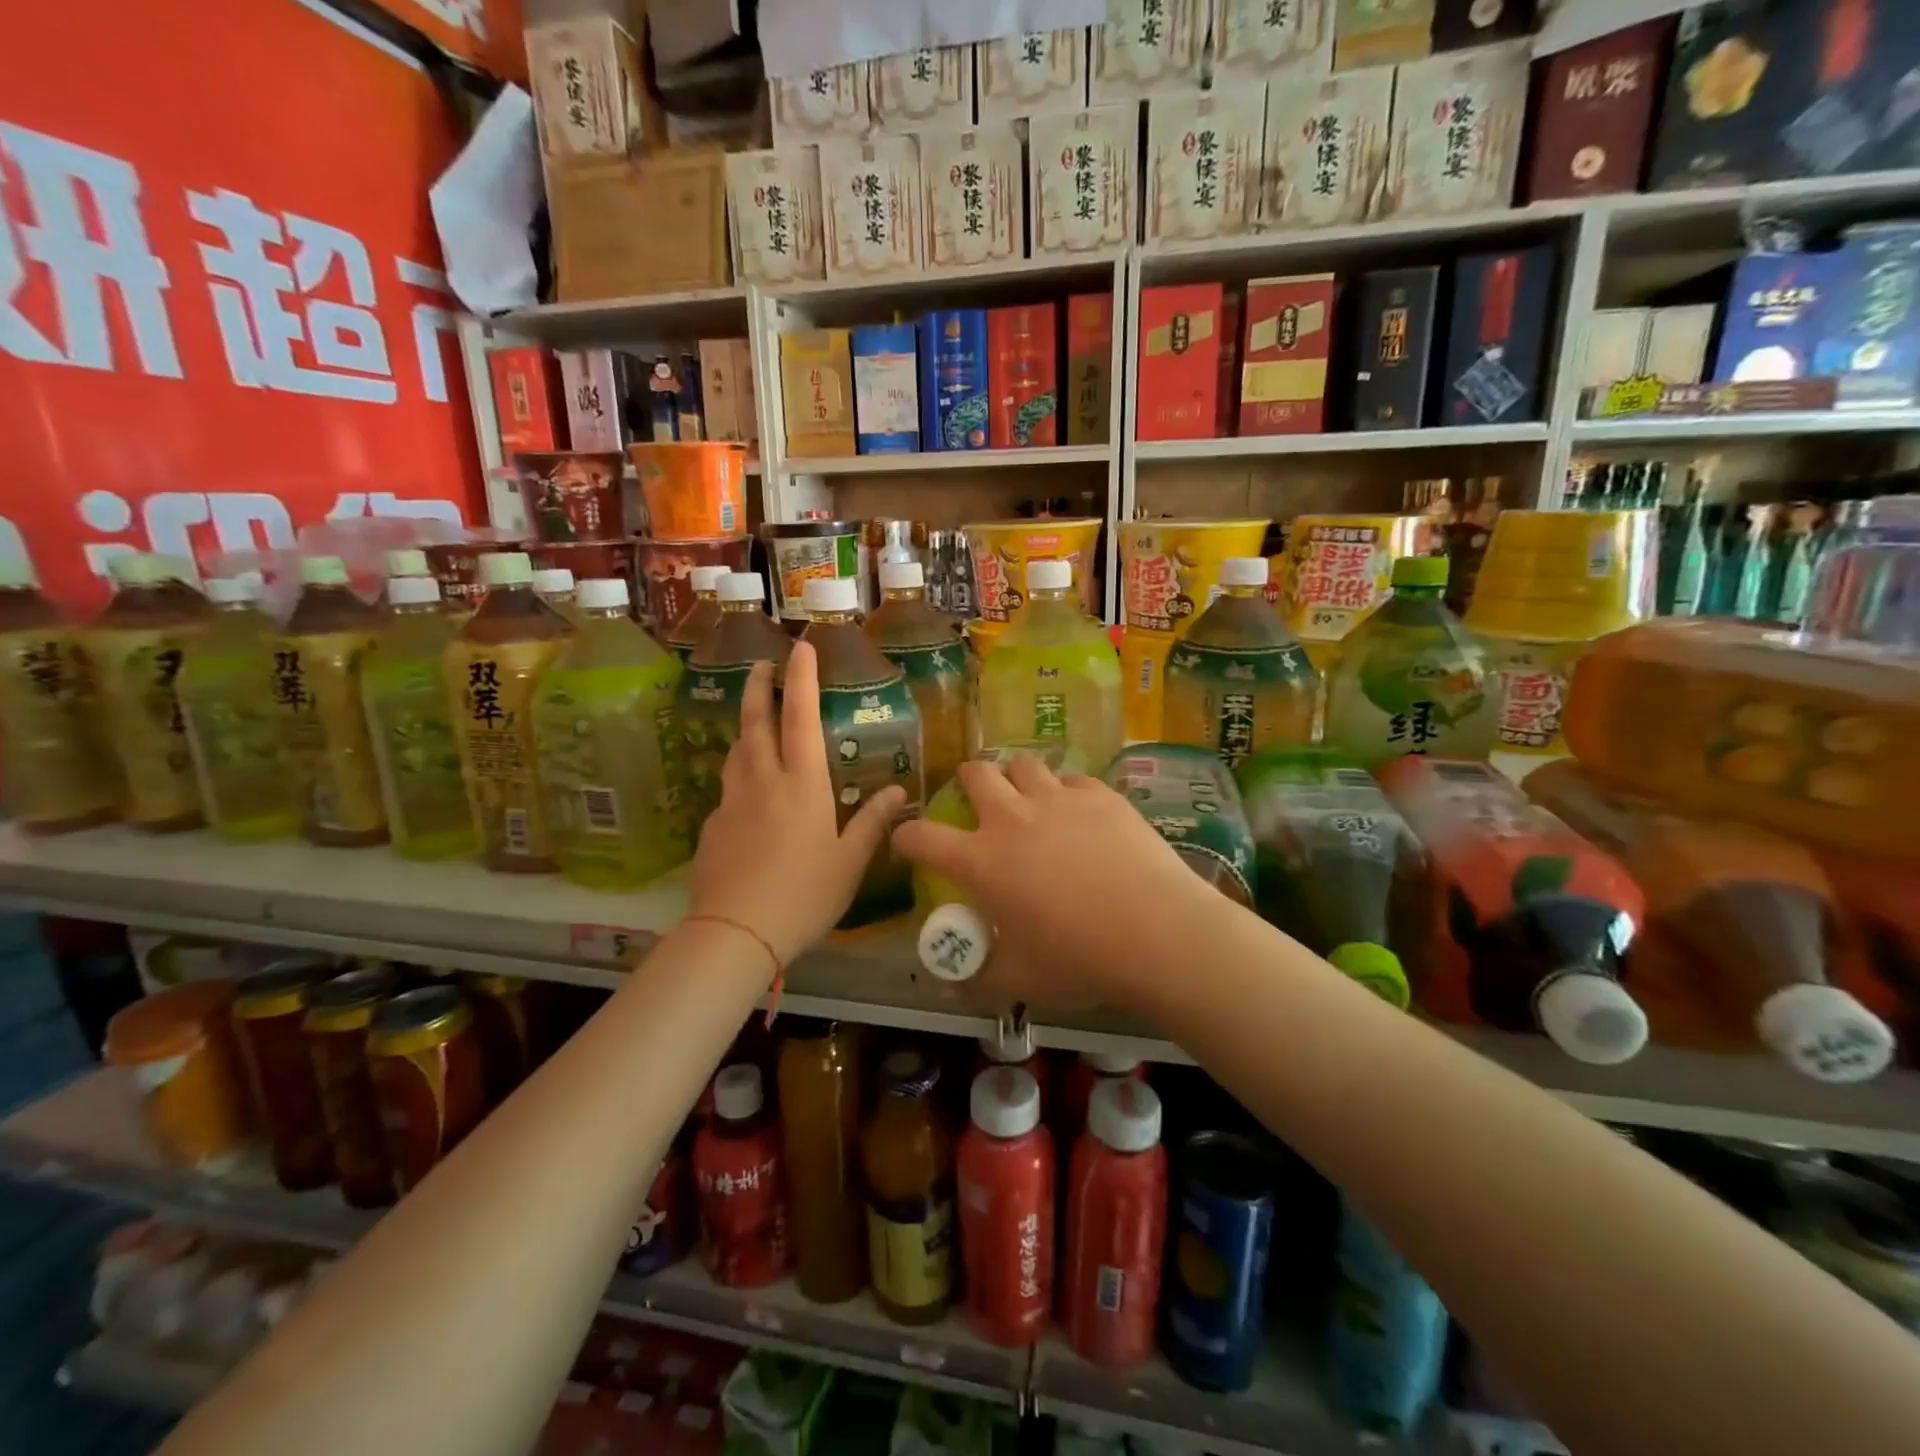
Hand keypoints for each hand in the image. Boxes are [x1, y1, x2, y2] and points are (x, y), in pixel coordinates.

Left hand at [688, 641, 905, 968]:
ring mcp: (732, 801)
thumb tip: (900, 793)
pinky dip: (740, 774)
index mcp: (802, 784)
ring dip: (746, 726)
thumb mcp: (849, 861)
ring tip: (755, 720)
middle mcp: (763, 780)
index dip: (801, 679)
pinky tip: (748, 794)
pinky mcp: (712, 825)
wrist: (735, 932)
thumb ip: (872, 822)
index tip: (800, 648)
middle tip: (761, 665)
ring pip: (736, 750)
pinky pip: (728, 787)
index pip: (800, 717)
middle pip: (755, 721)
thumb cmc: (804, 894)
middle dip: (758, 687)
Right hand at [891, 753, 1213, 1015]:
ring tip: (1028, 798)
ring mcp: (1058, 799)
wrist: (1158, 933)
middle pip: (974, 773)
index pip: (922, 837)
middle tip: (977, 802)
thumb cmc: (1080, 959)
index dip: (906, 837)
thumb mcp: (1020, 980)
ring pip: (1023, 764)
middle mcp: (1012, 818)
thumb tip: (949, 986)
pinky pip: (1072, 779)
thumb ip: (977, 979)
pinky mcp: (1100, 795)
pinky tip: (1080, 814)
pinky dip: (1066, 792)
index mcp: (981, 861)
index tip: (908, 843)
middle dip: (967, 782)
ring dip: (1016, 777)